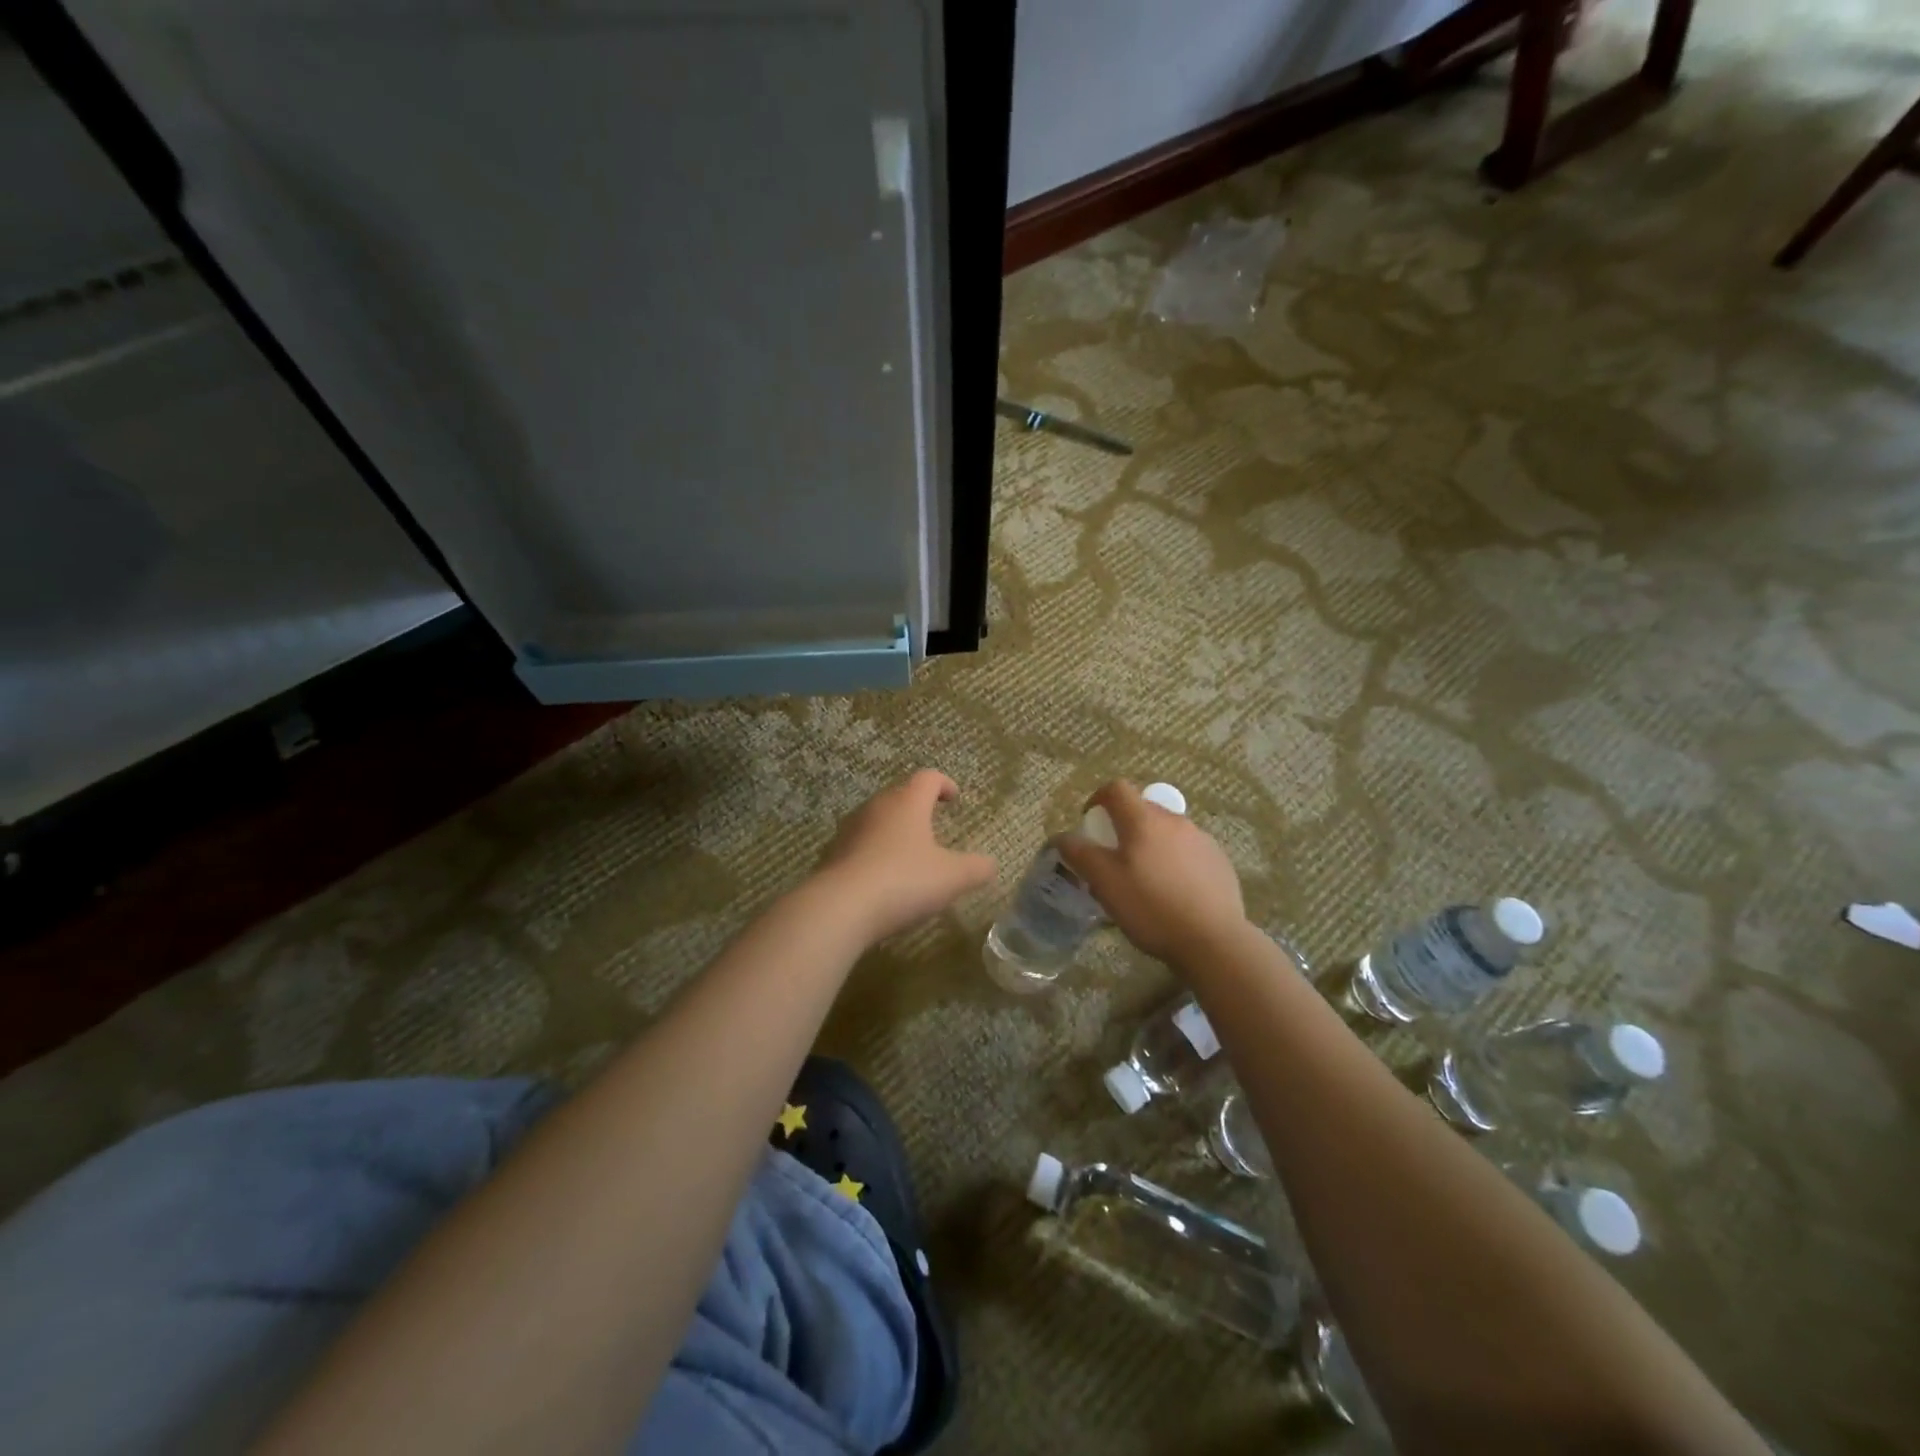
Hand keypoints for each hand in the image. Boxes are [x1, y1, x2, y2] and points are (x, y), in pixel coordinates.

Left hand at [813, 770, 996, 944]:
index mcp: (907, 803)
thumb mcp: (952, 878)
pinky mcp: (832, 855)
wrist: (839, 908)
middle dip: (917, 806)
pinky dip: (874, 854)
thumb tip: (990, 864)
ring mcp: (849, 830)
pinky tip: (882, 879)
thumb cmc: (903, 881)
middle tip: (932, 824)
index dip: (944, 784)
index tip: (954, 798)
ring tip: (908, 853)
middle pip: (899, 795)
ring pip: (876, 820)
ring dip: (893, 830)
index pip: (927, 778)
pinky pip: (859, 846)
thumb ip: (976, 868)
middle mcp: (876, 807)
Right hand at [1056, 779, 1247, 963]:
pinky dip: (1175, 861)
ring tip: (1145, 879)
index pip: (1116, 789)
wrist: (1213, 940)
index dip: (1098, 799)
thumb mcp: (1104, 882)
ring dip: (1151, 844)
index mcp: (1143, 820)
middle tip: (1114, 857)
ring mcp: (1201, 839)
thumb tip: (1063, 836)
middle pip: (1143, 809)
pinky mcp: (1219, 861)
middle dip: (1124, 825)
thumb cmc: (1150, 907)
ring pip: (1167, 831)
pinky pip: (1188, 850)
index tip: (1091, 823)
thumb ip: (1080, 854)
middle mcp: (1174, 821)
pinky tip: (1174, 892)